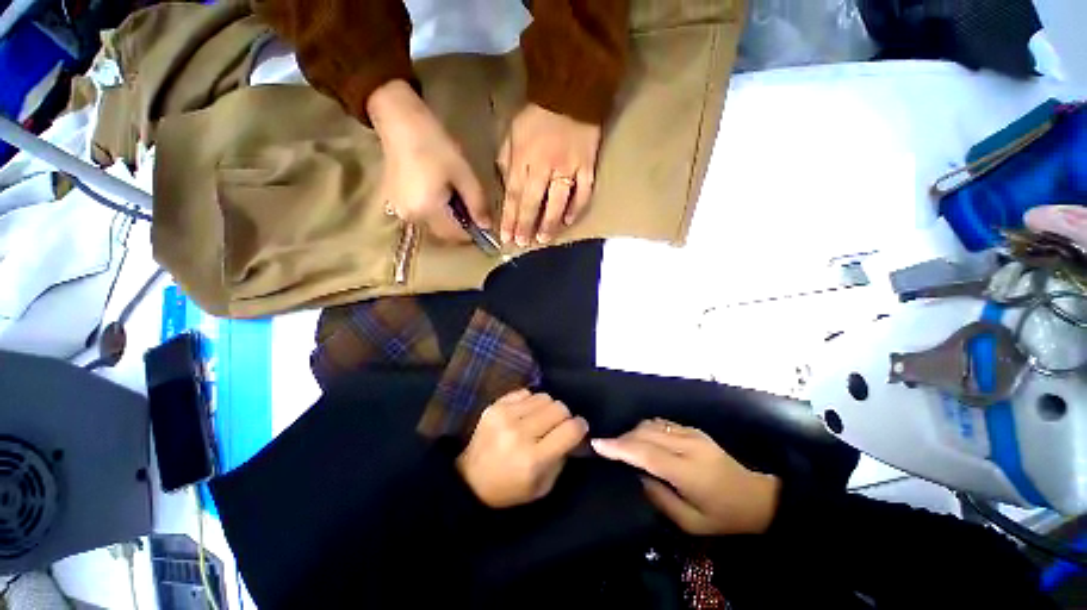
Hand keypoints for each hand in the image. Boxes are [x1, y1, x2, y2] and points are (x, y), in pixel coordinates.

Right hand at [368, 80, 489, 242]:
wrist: (399, 120)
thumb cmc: (435, 145)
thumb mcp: (464, 175)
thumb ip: (477, 204)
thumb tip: (487, 227)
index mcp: (428, 211)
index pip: (457, 236)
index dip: (472, 231)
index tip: (481, 217)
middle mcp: (411, 217)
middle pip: (444, 233)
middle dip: (460, 224)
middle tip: (467, 202)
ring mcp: (400, 210)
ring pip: (434, 225)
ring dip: (448, 218)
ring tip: (452, 193)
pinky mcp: (395, 202)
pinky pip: (422, 215)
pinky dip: (435, 211)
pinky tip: (438, 191)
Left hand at [457, 389, 588, 507]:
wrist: (470, 479)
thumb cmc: (510, 487)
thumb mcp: (543, 486)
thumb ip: (562, 457)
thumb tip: (575, 432)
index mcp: (534, 459)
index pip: (570, 430)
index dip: (580, 427)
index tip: (579, 428)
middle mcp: (520, 433)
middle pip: (559, 408)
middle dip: (564, 416)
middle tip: (558, 425)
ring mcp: (505, 416)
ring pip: (544, 397)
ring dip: (547, 408)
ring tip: (540, 419)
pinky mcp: (495, 405)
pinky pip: (526, 392)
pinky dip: (530, 401)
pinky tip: (525, 414)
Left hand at [497, 104, 600, 246]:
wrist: (570, 91)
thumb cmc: (536, 115)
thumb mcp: (511, 133)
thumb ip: (507, 161)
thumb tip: (506, 186)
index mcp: (523, 159)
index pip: (513, 195)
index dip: (509, 218)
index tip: (506, 237)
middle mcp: (544, 167)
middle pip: (532, 203)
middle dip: (525, 226)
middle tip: (522, 244)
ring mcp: (568, 168)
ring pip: (557, 202)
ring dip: (549, 223)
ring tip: (543, 240)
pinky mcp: (587, 166)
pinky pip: (584, 192)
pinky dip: (577, 208)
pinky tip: (569, 221)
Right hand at [592, 420, 780, 535]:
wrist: (755, 497)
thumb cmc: (723, 516)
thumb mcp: (691, 522)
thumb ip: (659, 498)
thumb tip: (636, 476)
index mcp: (688, 471)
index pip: (646, 454)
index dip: (619, 448)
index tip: (597, 444)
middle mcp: (688, 445)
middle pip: (645, 434)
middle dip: (621, 439)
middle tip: (605, 447)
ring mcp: (691, 433)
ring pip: (651, 424)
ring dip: (632, 433)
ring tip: (621, 446)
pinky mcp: (692, 429)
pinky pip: (660, 423)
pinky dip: (645, 429)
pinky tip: (641, 439)